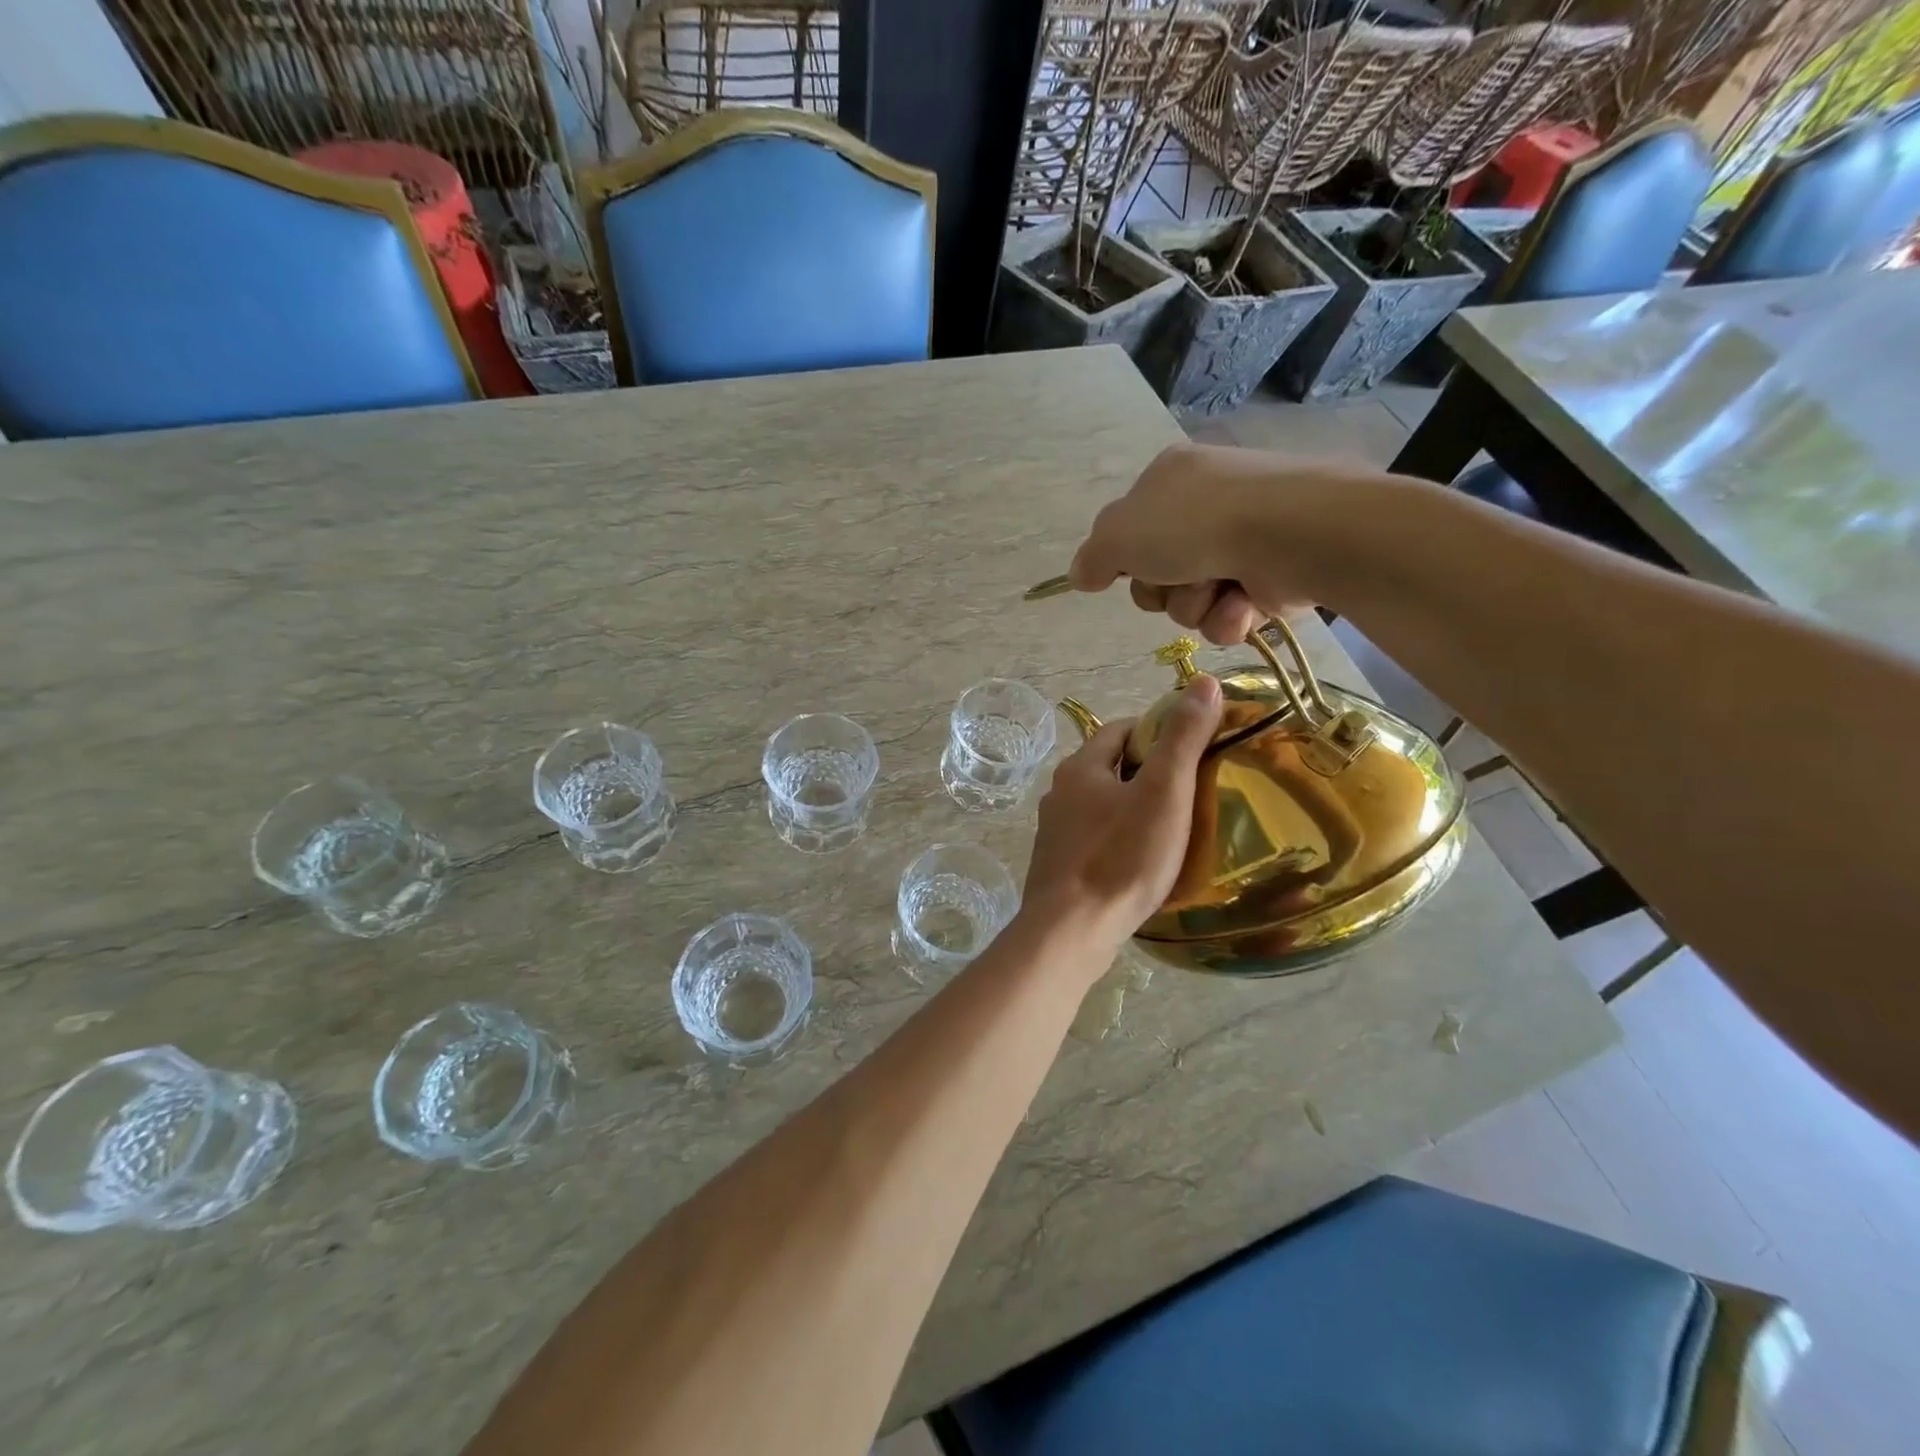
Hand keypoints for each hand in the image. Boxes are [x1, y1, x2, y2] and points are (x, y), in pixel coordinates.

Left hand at [1020, 675, 1224, 953]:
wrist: (1070, 931)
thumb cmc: (1121, 857)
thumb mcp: (1163, 792)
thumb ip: (1183, 738)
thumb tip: (1203, 681)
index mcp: (1080, 768)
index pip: (1120, 730)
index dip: (1157, 731)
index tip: (1192, 747)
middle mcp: (1059, 794)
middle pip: (1110, 768)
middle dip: (1147, 772)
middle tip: (1191, 789)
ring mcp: (1054, 833)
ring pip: (1101, 806)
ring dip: (1133, 808)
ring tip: (1173, 827)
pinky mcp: (1058, 867)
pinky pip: (1095, 840)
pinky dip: (1119, 840)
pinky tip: (1142, 863)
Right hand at [1068, 442, 1369, 642]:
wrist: (1286, 532)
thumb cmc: (1193, 524)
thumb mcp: (1118, 534)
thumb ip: (1091, 557)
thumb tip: (1080, 576)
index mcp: (1169, 480)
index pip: (1130, 531)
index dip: (1124, 559)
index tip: (1126, 571)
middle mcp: (1206, 506)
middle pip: (1158, 575)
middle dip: (1162, 590)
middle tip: (1175, 579)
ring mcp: (1242, 541)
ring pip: (1191, 601)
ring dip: (1195, 605)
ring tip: (1217, 589)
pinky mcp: (1272, 577)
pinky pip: (1229, 616)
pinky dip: (1229, 616)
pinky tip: (1243, 602)